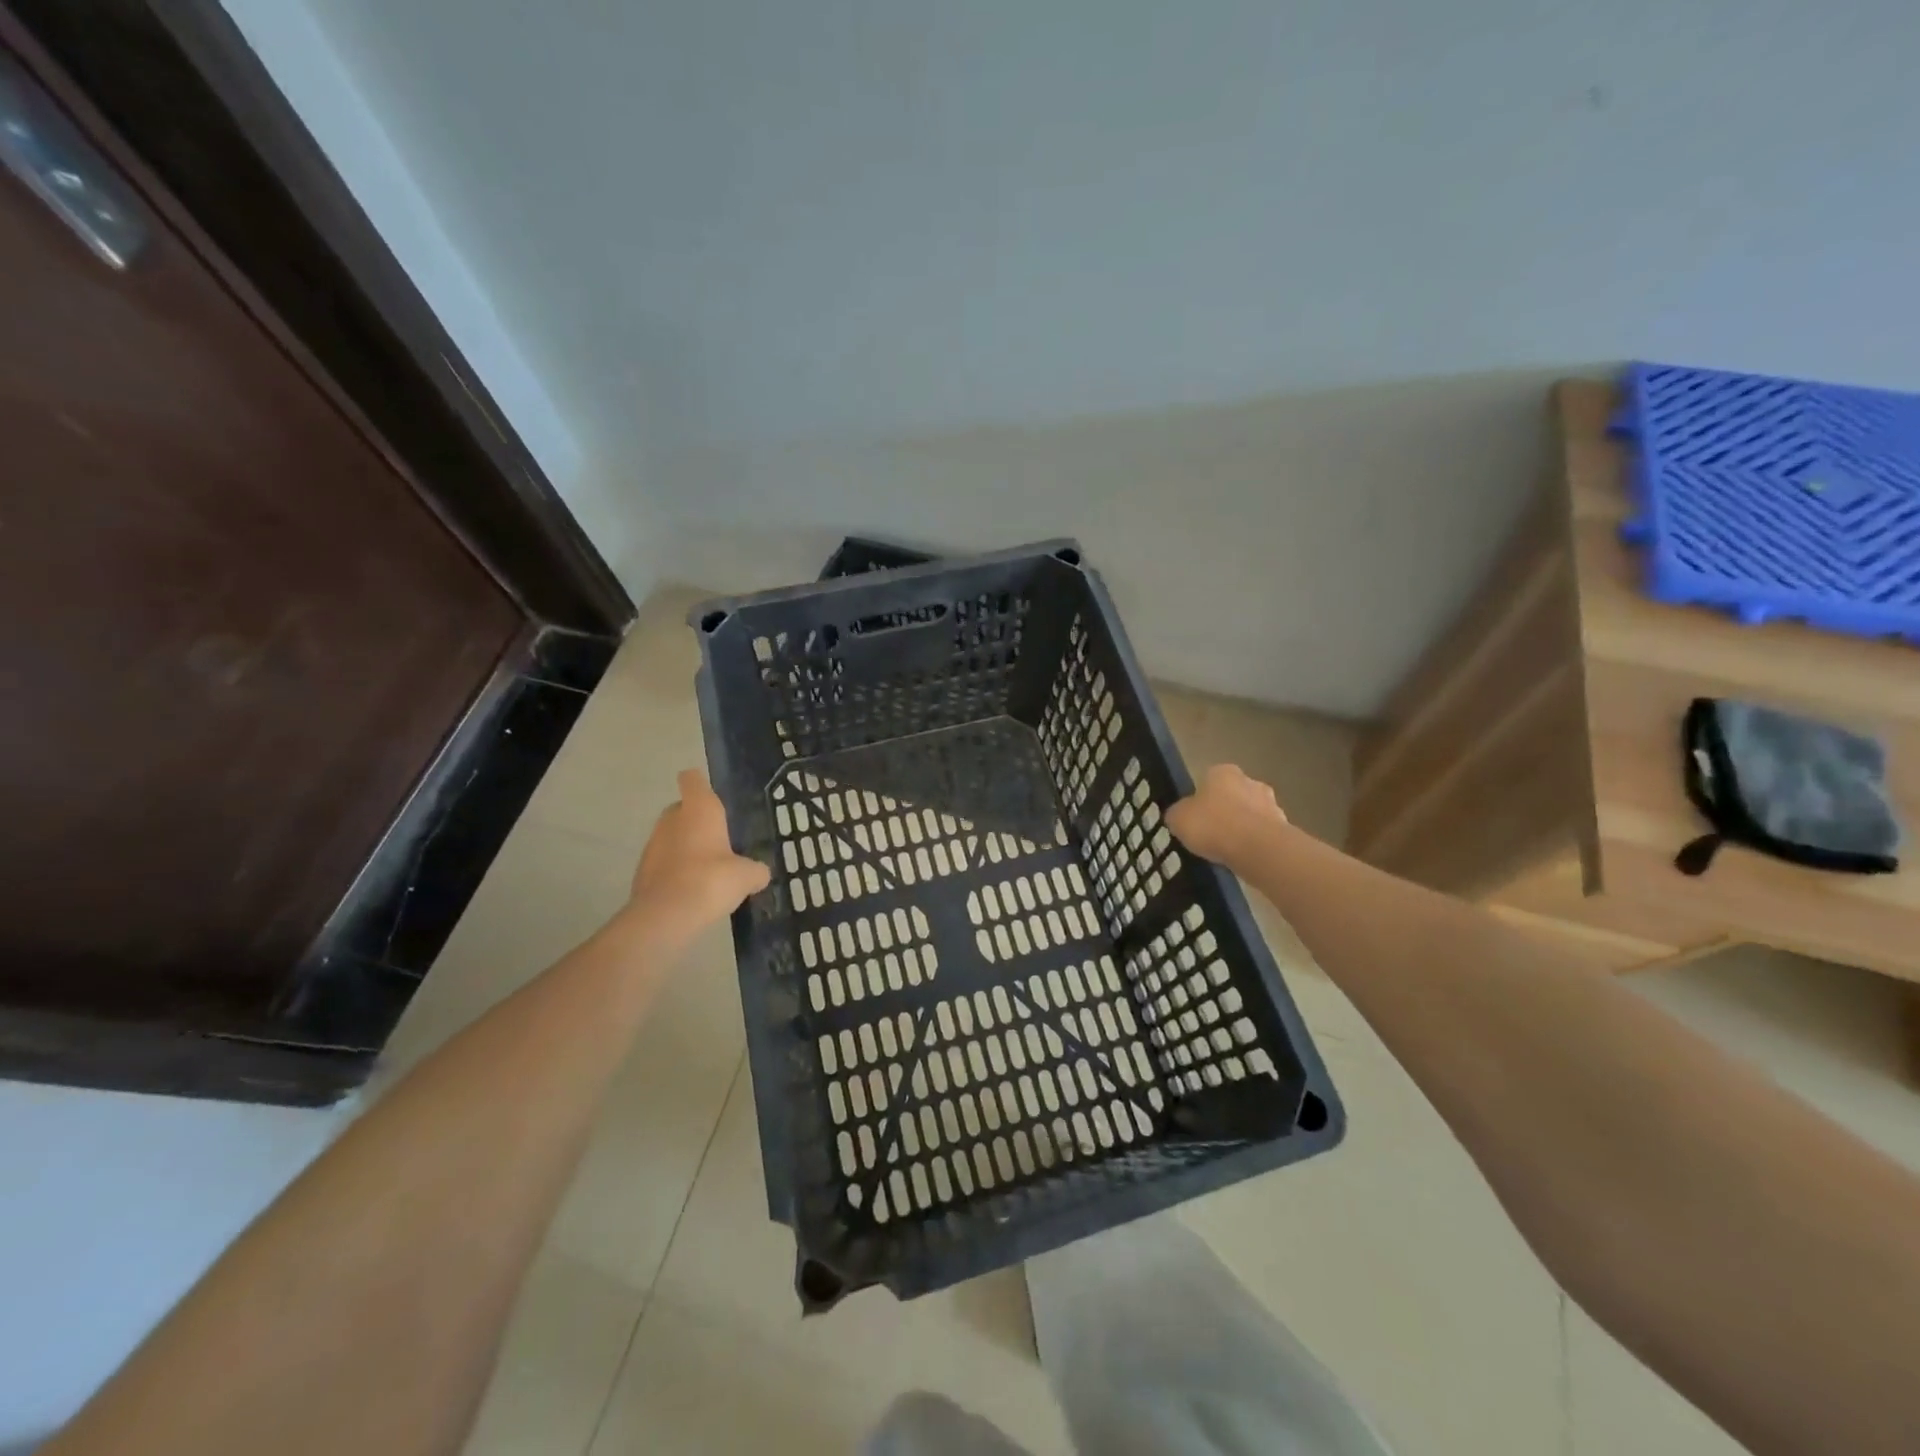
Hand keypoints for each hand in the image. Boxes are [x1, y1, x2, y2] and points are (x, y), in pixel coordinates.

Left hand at [629, 769, 770, 939]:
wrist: (666, 916)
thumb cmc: (711, 880)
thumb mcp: (747, 876)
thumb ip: (756, 870)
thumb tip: (760, 873)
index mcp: (699, 809)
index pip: (693, 780)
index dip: (700, 783)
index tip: (712, 795)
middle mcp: (672, 819)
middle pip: (682, 809)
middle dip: (697, 821)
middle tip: (719, 840)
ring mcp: (652, 844)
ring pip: (671, 836)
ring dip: (685, 847)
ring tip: (707, 870)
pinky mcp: (642, 871)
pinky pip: (663, 862)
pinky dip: (675, 871)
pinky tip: (692, 890)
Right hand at [1167, 764, 1288, 867]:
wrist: (1257, 848)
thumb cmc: (1213, 825)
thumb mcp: (1178, 819)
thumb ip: (1178, 813)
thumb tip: (1179, 814)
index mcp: (1222, 772)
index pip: (1208, 779)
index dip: (1200, 799)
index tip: (1195, 818)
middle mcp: (1249, 780)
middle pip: (1233, 794)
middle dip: (1224, 810)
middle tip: (1211, 833)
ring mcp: (1271, 803)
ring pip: (1251, 813)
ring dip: (1242, 826)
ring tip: (1227, 849)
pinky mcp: (1284, 826)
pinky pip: (1263, 833)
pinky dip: (1254, 842)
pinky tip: (1244, 857)